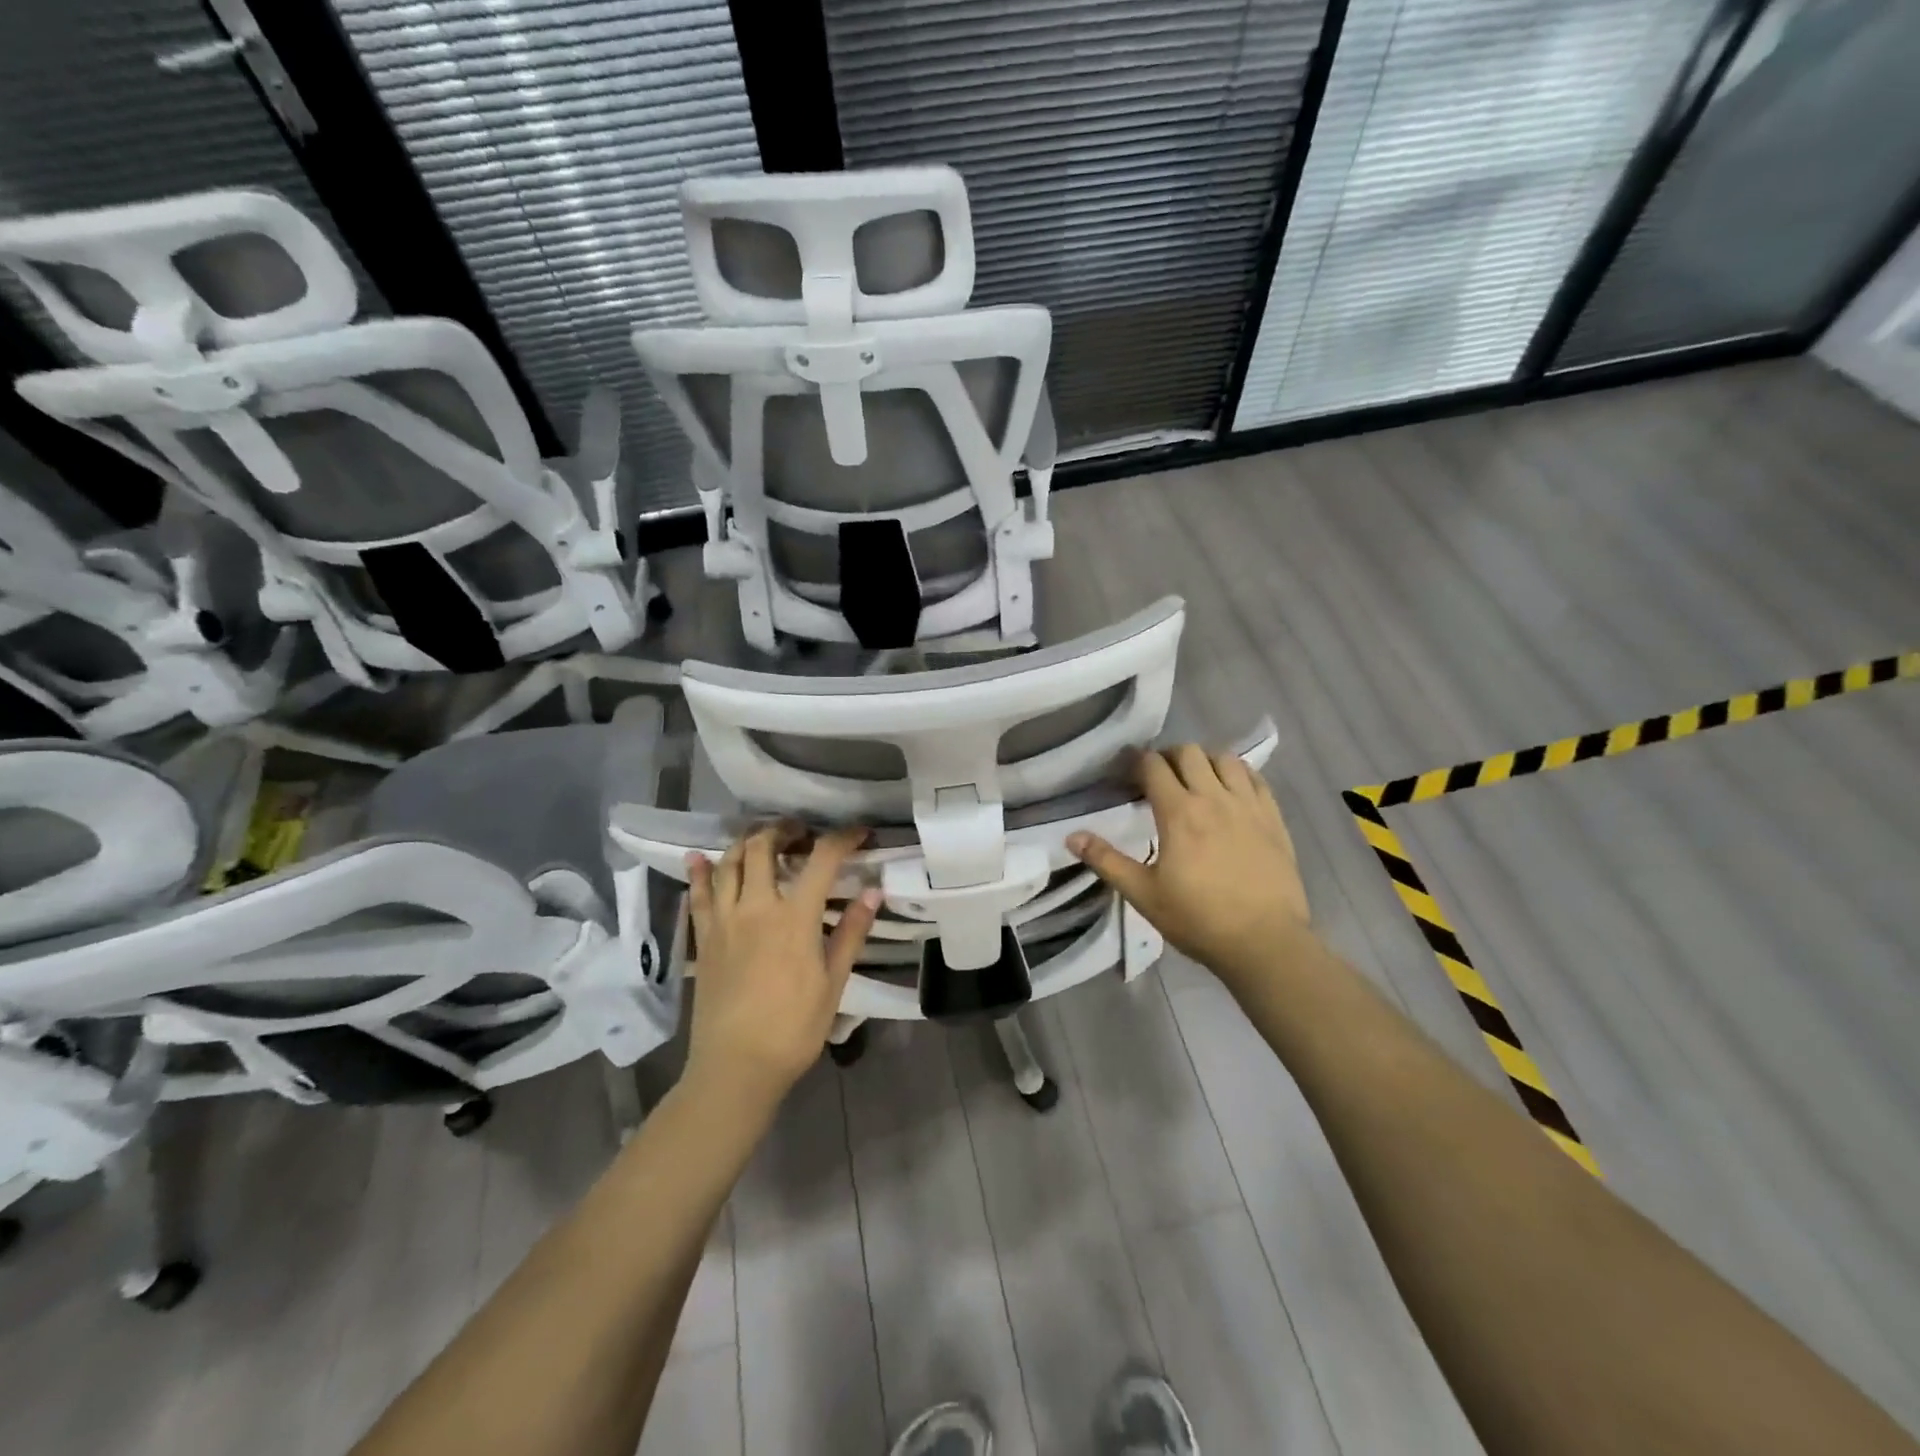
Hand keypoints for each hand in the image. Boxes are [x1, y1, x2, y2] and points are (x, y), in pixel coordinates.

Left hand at [685, 823, 880, 1103]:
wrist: (736, 1066)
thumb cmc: (794, 1028)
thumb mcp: (833, 982)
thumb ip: (851, 932)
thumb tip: (874, 892)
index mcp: (794, 917)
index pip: (822, 859)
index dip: (843, 838)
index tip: (860, 832)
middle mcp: (756, 907)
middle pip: (764, 847)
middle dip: (785, 829)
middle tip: (802, 832)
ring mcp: (724, 920)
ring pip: (729, 862)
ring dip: (747, 842)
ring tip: (763, 840)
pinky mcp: (703, 938)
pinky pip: (698, 895)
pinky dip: (700, 872)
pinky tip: (699, 858)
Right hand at [1069, 745, 1309, 993]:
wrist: (1265, 942)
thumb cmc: (1198, 919)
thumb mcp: (1143, 894)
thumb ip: (1107, 861)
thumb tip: (1071, 837)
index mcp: (1179, 812)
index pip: (1153, 765)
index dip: (1136, 762)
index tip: (1127, 775)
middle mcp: (1214, 798)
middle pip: (1189, 752)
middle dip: (1168, 757)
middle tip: (1159, 778)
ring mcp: (1248, 805)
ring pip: (1225, 758)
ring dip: (1205, 762)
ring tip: (1196, 782)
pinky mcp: (1274, 818)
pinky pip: (1256, 778)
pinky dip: (1238, 774)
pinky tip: (1231, 791)